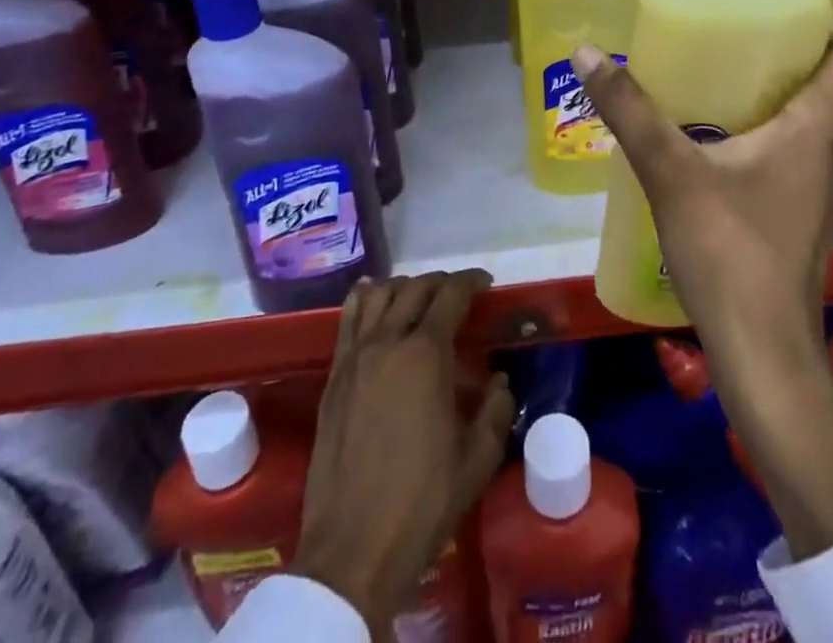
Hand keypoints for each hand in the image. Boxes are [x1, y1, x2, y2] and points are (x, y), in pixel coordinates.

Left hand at [294, 272, 515, 627]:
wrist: (352, 550)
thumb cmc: (422, 503)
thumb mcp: (477, 460)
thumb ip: (496, 411)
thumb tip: (498, 381)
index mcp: (426, 353)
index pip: (451, 294)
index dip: (472, 282)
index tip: (486, 285)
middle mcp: (388, 341)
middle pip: (416, 288)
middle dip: (442, 283)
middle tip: (460, 295)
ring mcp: (355, 357)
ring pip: (379, 295)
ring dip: (404, 287)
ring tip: (419, 299)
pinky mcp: (334, 377)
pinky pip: (348, 319)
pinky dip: (365, 299)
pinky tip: (373, 300)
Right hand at [572, 19, 832, 360]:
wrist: (762, 353)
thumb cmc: (729, 250)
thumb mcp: (670, 171)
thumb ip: (629, 111)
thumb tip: (587, 52)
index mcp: (815, 131)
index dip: (829, 24)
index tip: (789, 3)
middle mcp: (829, 155)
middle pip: (832, 87)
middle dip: (795, 53)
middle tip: (744, 30)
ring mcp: (820, 192)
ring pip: (815, 124)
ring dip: (784, 94)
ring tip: (730, 75)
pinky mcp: (801, 218)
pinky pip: (798, 154)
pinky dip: (774, 132)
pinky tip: (724, 140)